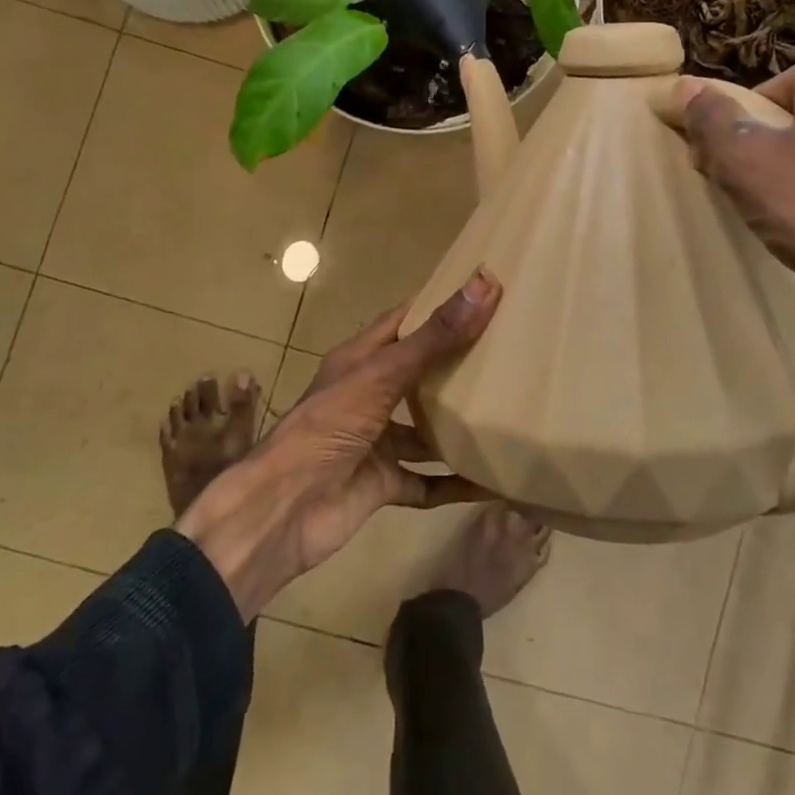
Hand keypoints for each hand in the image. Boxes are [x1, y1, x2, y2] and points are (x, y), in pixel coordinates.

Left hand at [175, 270, 500, 619]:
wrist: (284, 510)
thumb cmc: (327, 427)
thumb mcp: (382, 375)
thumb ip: (434, 337)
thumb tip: (484, 284)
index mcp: (359, 360)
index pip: (402, 321)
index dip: (437, 305)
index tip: (483, 292)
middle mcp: (368, 396)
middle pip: (419, 373)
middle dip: (457, 364)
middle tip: (510, 350)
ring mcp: (376, 441)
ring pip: (425, 429)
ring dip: (458, 425)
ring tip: (509, 411)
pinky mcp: (383, 483)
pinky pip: (428, 482)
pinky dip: (456, 483)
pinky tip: (494, 481)